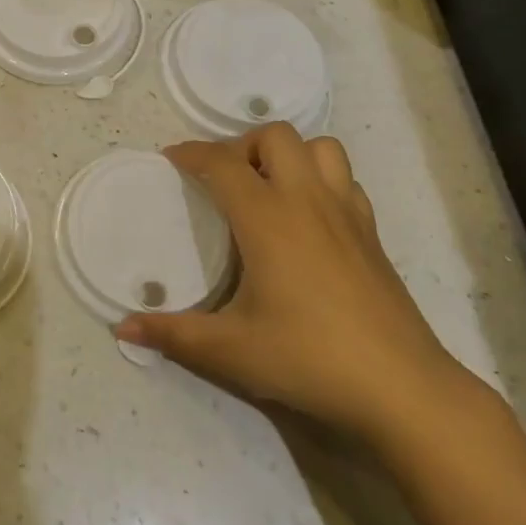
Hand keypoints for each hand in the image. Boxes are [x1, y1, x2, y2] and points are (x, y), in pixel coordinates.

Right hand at [115, 124, 477, 450]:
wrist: (402, 388)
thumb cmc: (308, 358)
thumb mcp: (230, 351)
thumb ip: (172, 334)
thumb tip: (123, 328)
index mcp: (267, 219)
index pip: (223, 163)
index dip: (193, 153)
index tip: (172, 158)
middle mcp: (307, 201)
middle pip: (275, 136)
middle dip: (242, 145)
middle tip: (224, 180)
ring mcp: (347, 214)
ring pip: (321, 148)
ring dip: (289, 154)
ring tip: (268, 187)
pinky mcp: (372, 234)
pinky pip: (345, 180)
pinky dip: (322, 179)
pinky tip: (308, 217)